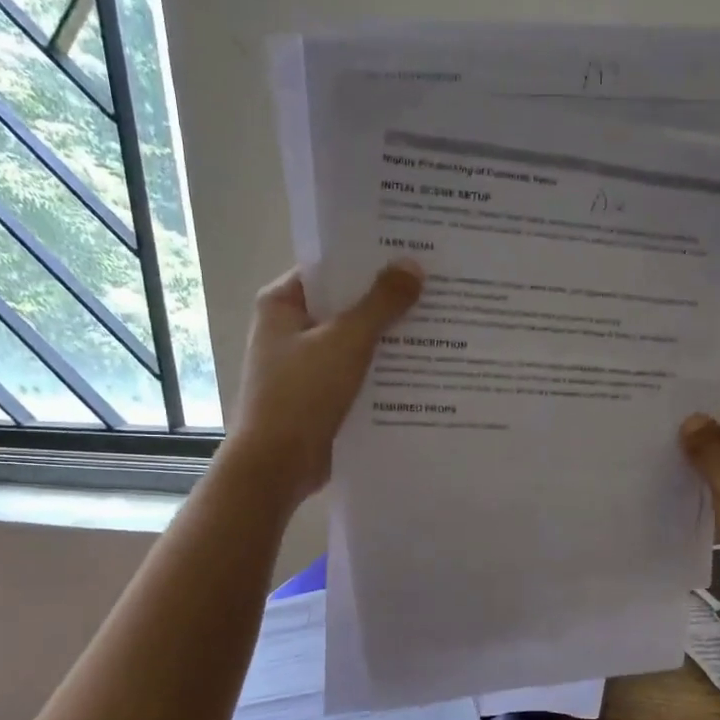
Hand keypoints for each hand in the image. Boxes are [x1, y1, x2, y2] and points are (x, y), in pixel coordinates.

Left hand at [223, 260, 423, 505]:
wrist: (277, 467)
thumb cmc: (301, 395)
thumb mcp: (345, 342)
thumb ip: (381, 303)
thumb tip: (413, 265)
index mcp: (283, 304)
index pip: (331, 268)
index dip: (370, 259)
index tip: (414, 253)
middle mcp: (292, 328)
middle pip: (347, 304)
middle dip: (389, 299)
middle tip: (439, 286)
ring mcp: (307, 364)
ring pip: (357, 341)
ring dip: (391, 337)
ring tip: (442, 323)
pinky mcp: (323, 395)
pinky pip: (360, 372)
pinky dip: (385, 369)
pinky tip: (426, 366)